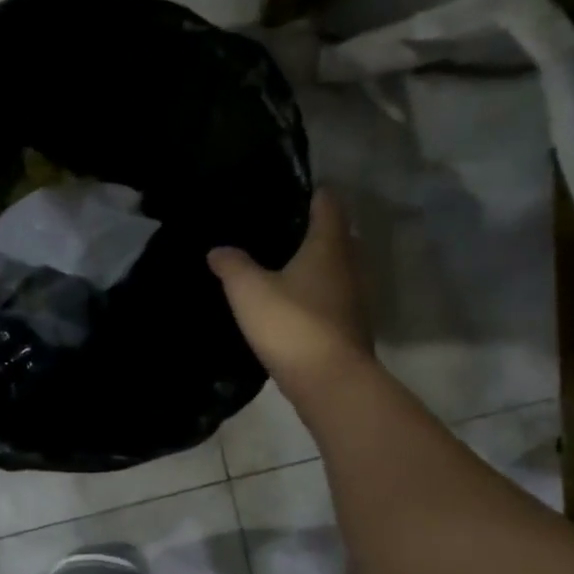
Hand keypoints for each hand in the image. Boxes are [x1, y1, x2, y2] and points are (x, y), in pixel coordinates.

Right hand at [209, 188, 371, 395]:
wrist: (330, 382)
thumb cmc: (292, 324)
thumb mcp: (249, 290)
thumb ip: (232, 265)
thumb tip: (218, 249)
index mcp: (329, 247)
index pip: (329, 205)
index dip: (314, 193)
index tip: (293, 190)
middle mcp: (350, 266)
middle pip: (338, 236)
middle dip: (314, 230)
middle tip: (281, 229)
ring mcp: (355, 299)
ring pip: (337, 269)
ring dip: (316, 265)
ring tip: (281, 265)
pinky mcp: (349, 327)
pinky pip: (333, 298)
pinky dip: (316, 294)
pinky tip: (291, 303)